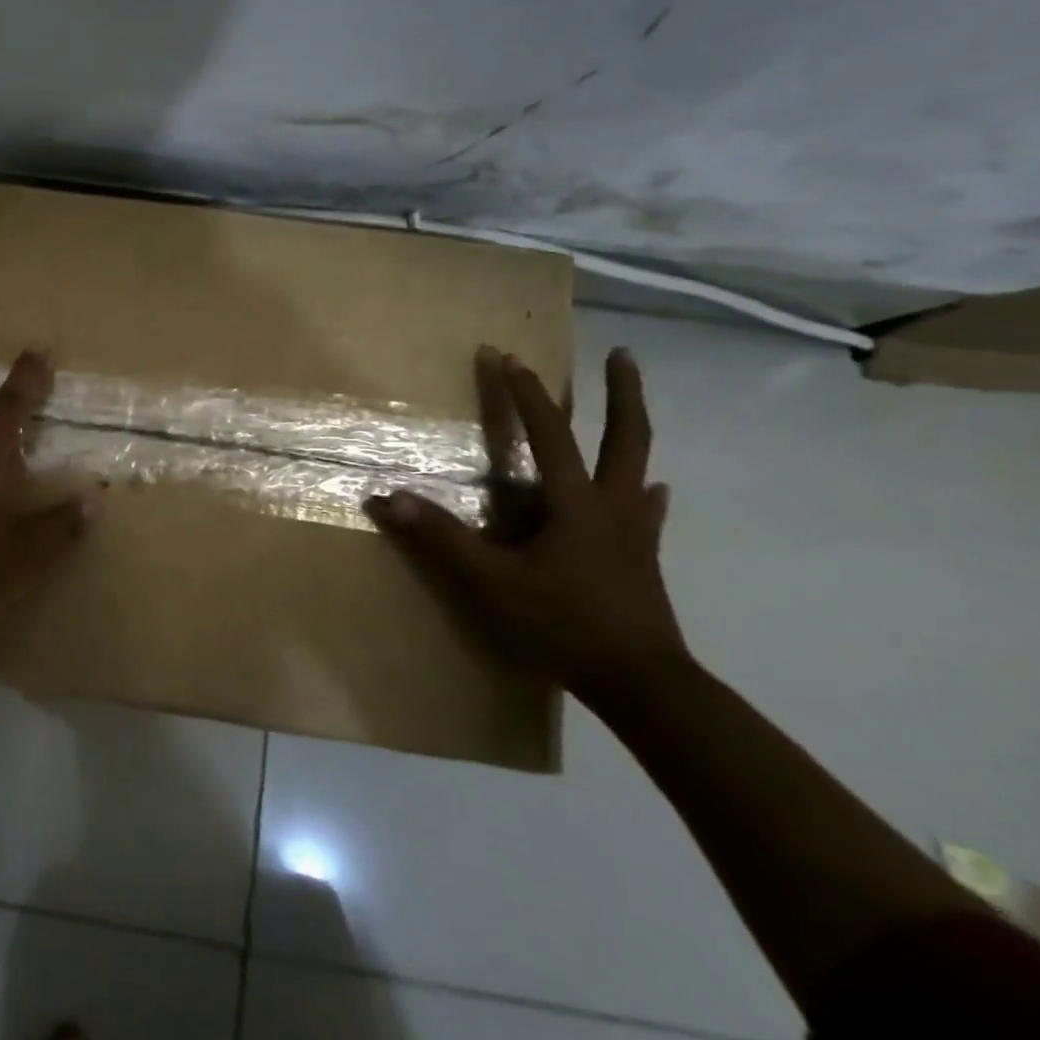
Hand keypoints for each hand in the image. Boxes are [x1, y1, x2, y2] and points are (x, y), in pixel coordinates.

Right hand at [364, 347, 687, 702]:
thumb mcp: (491, 583)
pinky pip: (647, 512)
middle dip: (622, 392)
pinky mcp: (644, 558)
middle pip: (626, 436)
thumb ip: (440, 538)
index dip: (525, 394)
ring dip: (633, 430)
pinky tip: (652, 493)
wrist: (643, 685)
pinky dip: (645, 494)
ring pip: (639, 467)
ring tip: (630, 407)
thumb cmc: (563, 625)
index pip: (549, 433)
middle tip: (622, 354)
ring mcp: (634, 532)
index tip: (508, 357)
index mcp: (574, 502)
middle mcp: (611, 504)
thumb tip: (388, 498)